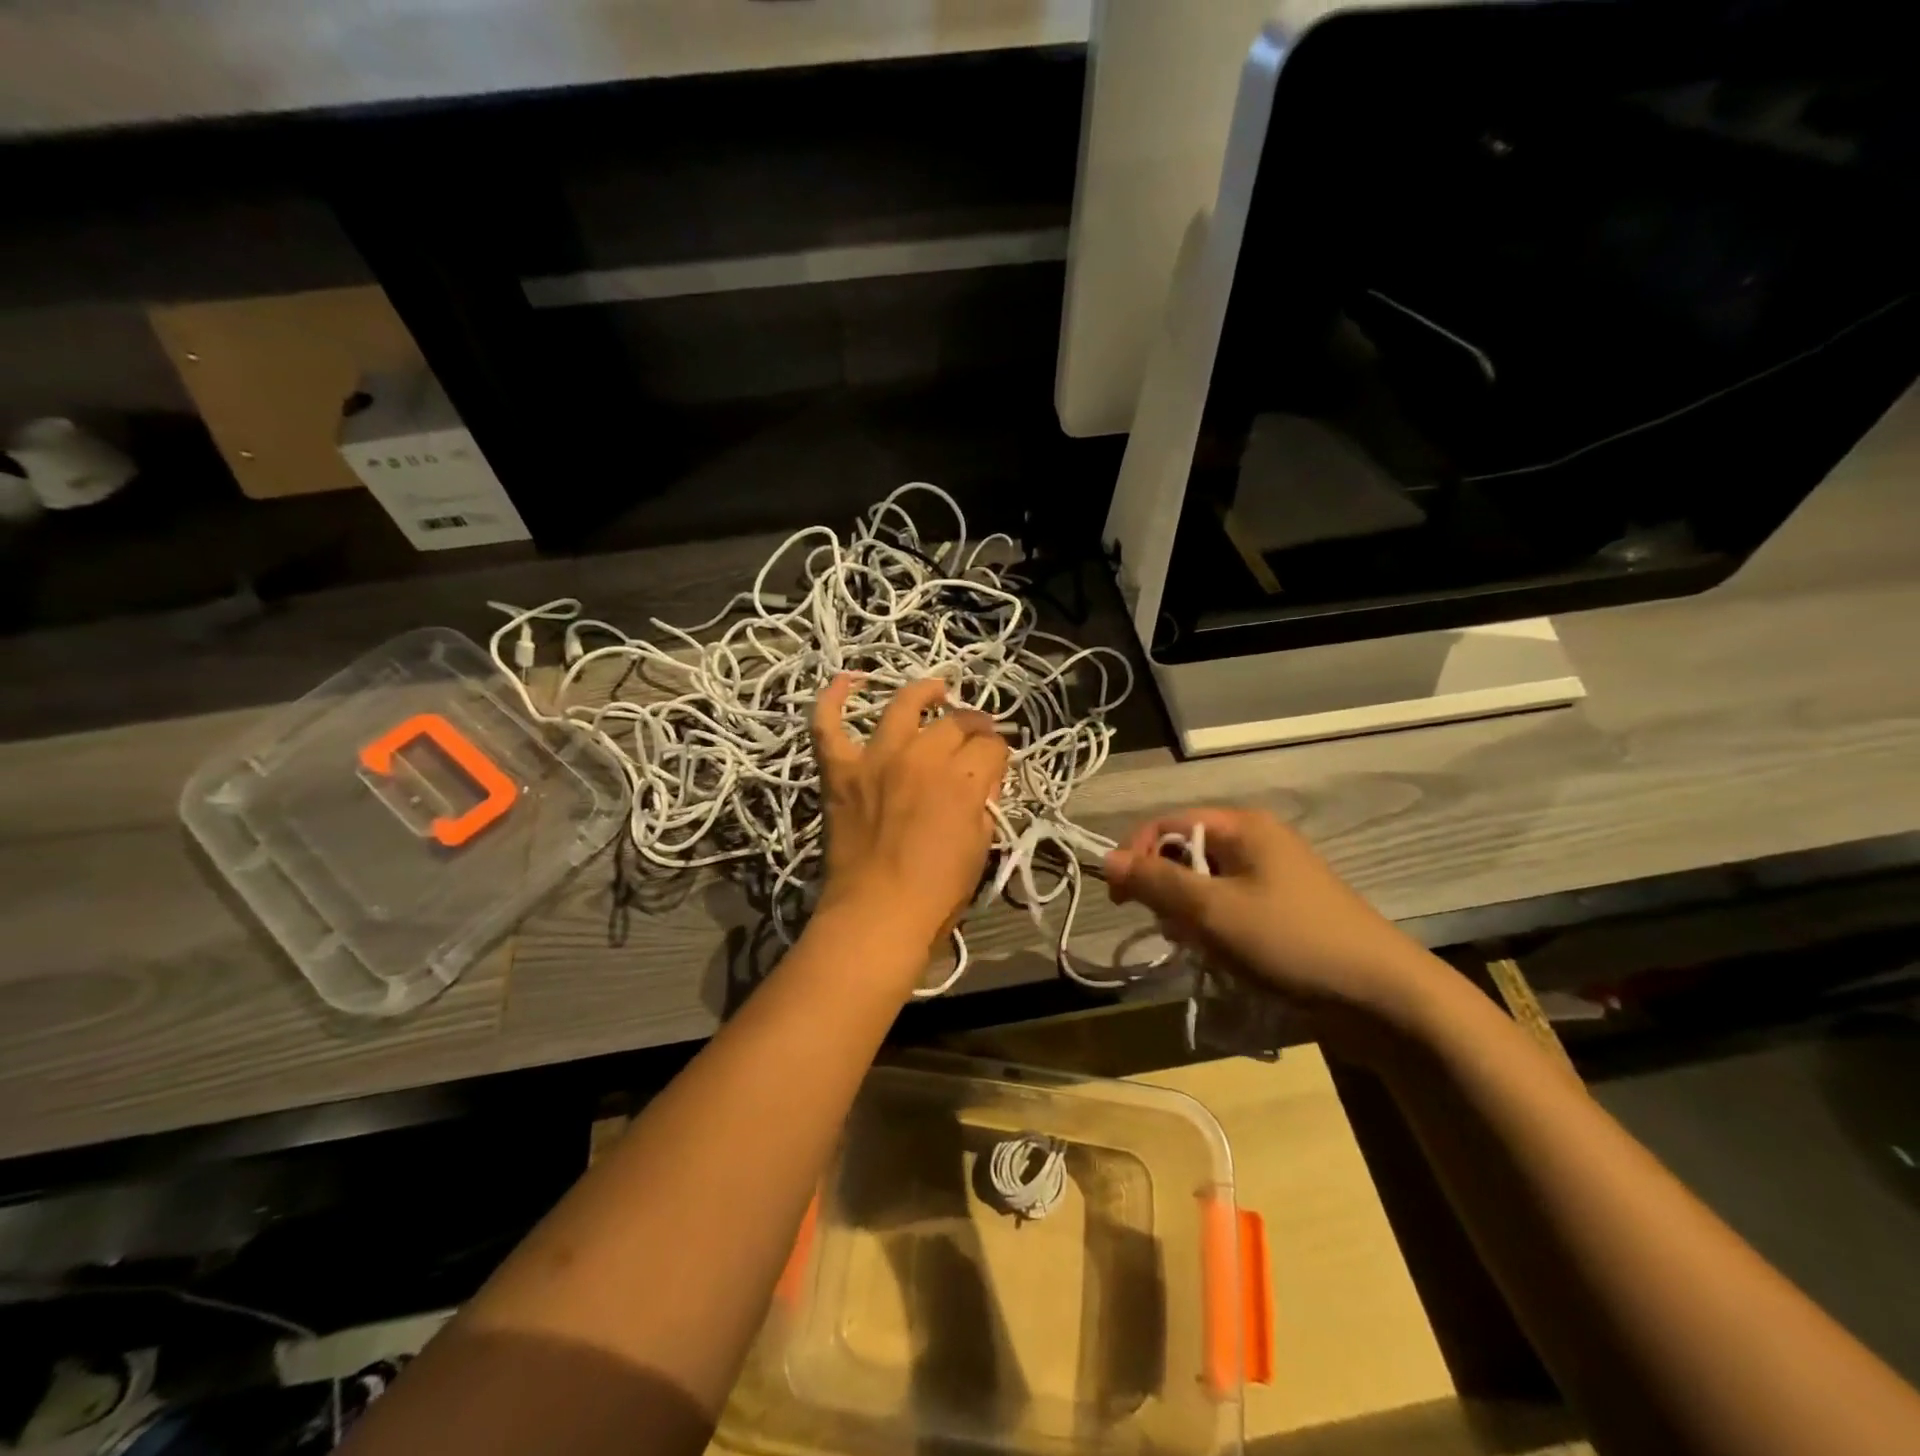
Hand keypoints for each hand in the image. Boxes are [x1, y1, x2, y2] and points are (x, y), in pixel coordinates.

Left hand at [812, 675, 1008, 948]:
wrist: (876, 915)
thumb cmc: (937, 893)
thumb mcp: (980, 847)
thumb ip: (984, 804)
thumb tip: (983, 781)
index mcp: (962, 780)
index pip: (991, 747)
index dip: (998, 754)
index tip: (996, 765)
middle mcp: (922, 757)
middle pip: (956, 723)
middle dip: (975, 725)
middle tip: (977, 736)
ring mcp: (876, 759)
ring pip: (904, 707)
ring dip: (924, 694)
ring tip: (936, 691)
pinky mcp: (840, 770)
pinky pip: (828, 726)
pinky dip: (832, 700)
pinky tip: (845, 681)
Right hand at [1105, 806, 1450, 1037]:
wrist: (1383, 998)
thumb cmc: (1290, 941)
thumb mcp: (1212, 911)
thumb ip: (1155, 882)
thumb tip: (1105, 858)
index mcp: (1243, 827)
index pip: (1167, 825)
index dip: (1137, 856)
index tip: (1122, 900)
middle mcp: (1258, 842)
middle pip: (1186, 855)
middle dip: (1167, 892)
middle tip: (1173, 931)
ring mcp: (1275, 877)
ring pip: (1206, 886)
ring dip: (1191, 917)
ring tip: (1202, 950)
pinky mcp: (1286, 911)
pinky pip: (1232, 909)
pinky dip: (1217, 930)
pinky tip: (1224, 959)